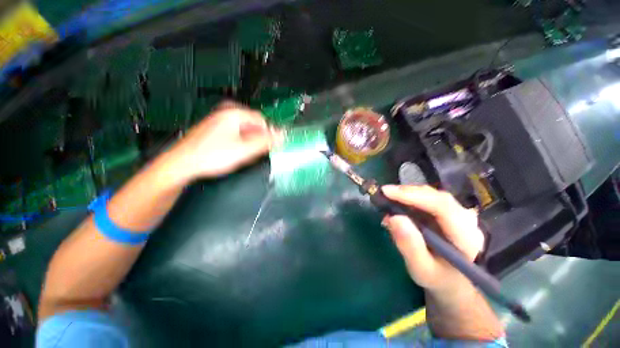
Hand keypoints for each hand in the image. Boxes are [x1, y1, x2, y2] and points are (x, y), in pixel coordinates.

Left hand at [170, 102, 279, 181]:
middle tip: (254, 153)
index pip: (262, 120)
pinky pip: (235, 134)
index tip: (269, 147)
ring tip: (242, 155)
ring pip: (244, 131)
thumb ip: (265, 142)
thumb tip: (282, 136)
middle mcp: (226, 113)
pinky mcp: (215, 130)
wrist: (183, 164)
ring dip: (249, 143)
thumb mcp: (245, 150)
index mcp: (234, 114)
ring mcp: (219, 121)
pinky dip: (239, 143)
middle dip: (257, 139)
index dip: (268, 134)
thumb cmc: (212, 156)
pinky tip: (234, 153)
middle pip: (253, 125)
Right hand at [381, 185, 484, 293]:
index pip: (442, 207)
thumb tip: (393, 218)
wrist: (451, 280)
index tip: (387, 192)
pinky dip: (409, 198)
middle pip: (436, 197)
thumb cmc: (437, 277)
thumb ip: (409, 246)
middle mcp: (466, 220)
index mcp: (466, 237)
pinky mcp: (448, 211)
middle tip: (383, 193)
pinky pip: (428, 199)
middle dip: (407, 193)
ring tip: (388, 199)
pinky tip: (397, 204)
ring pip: (431, 195)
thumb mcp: (421, 269)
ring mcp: (458, 213)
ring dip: (407, 194)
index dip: (413, 196)